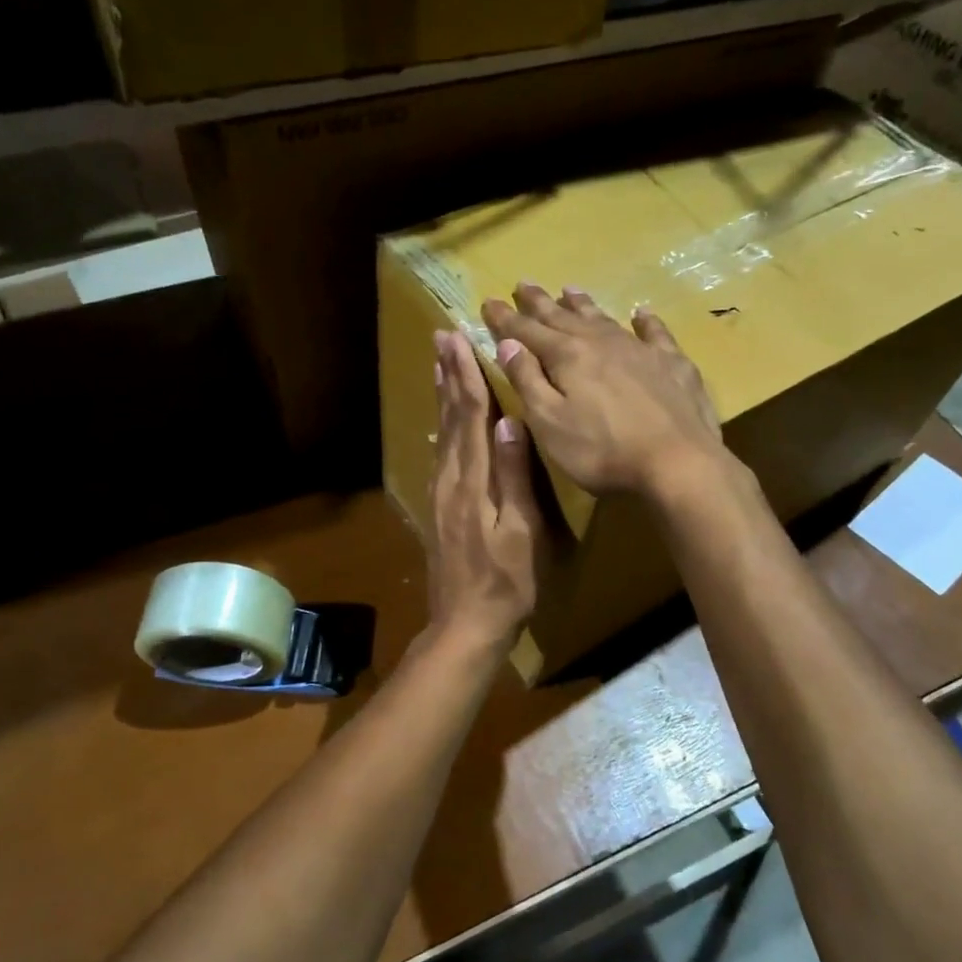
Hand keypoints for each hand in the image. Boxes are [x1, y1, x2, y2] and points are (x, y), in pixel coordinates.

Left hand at [425, 328, 542, 648]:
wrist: (465, 624)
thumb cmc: (506, 582)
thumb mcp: (521, 532)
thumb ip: (514, 477)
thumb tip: (510, 422)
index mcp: (472, 482)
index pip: (470, 417)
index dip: (466, 376)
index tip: (459, 339)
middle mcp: (450, 480)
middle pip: (449, 417)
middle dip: (448, 375)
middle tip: (441, 337)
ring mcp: (440, 494)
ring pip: (442, 433)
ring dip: (442, 395)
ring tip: (440, 364)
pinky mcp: (439, 508)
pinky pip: (440, 453)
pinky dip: (442, 426)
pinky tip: (443, 420)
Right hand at [482, 284, 724, 499]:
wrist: (678, 463)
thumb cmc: (602, 451)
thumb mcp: (549, 423)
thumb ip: (527, 381)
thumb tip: (507, 344)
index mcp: (567, 357)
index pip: (526, 331)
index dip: (505, 318)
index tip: (488, 302)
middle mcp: (601, 343)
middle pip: (563, 317)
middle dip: (540, 302)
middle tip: (523, 284)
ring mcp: (640, 351)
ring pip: (604, 319)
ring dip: (583, 304)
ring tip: (569, 290)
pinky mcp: (673, 365)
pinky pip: (655, 333)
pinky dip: (645, 321)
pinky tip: (640, 313)